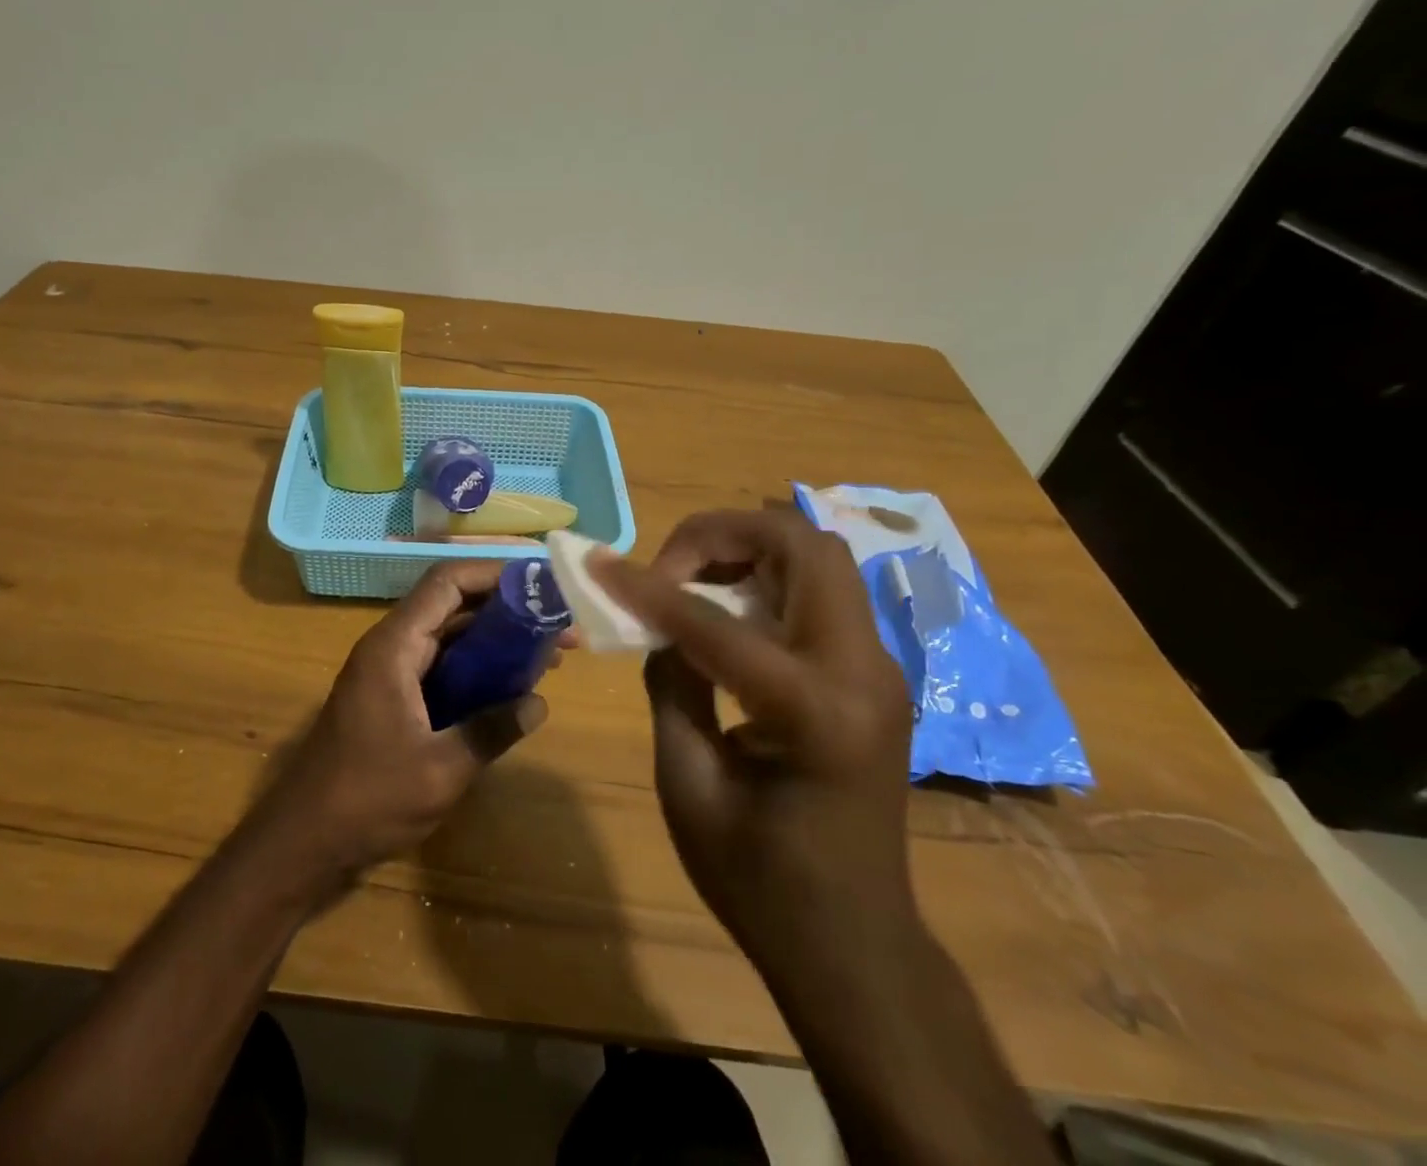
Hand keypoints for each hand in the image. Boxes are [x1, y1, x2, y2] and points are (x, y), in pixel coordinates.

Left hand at [259, 561, 551, 888]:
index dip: (494, 574)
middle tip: (559, 625)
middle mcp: (391, 648)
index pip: (446, 583)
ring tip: (549, 654)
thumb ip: (491, 731)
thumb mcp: (440, 770)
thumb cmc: (366, 800)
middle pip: (453, 606)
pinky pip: (441, 668)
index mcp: (394, 647)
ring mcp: (389, 674)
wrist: (302, 843)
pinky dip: (477, 669)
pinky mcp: (393, 700)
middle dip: (507, 610)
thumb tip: (539, 703)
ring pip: (449, 637)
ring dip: (496, 641)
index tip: (541, 584)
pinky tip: (511, 689)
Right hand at [594, 507, 915, 955]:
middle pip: (804, 546)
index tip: (600, 565)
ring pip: (818, 557)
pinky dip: (767, 577)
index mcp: (816, 712)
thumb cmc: (761, 883)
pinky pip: (821, 592)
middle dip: (724, 534)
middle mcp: (863, 673)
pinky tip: (725, 609)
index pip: (717, 622)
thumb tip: (658, 624)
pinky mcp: (873, 674)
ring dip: (749, 548)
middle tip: (668, 564)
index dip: (649, 589)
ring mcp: (879, 669)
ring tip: (691, 579)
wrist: (856, 946)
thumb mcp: (689, 786)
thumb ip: (671, 686)